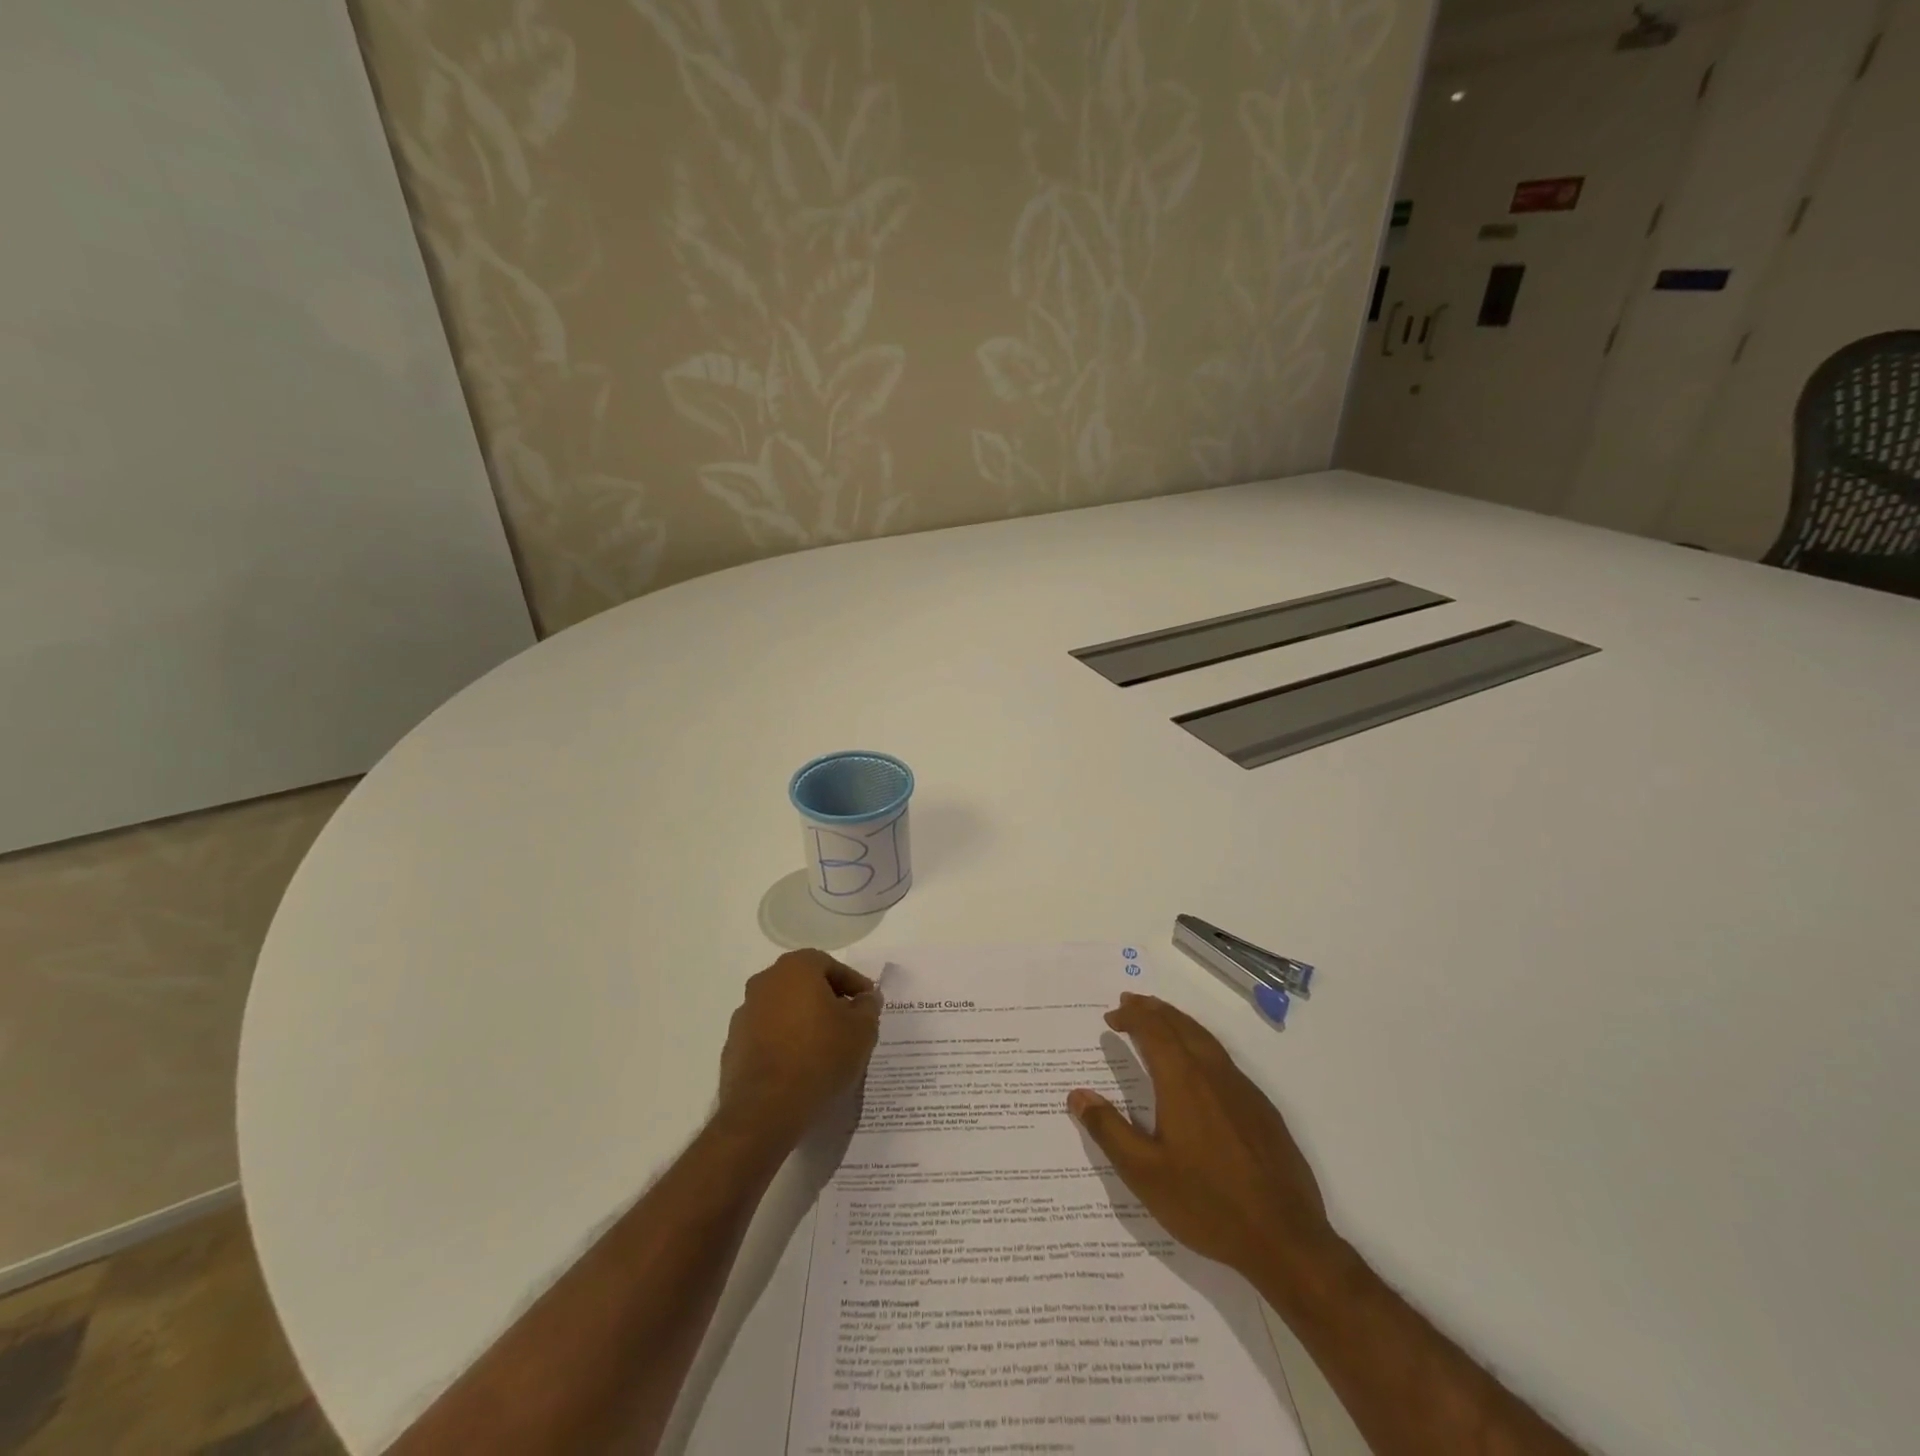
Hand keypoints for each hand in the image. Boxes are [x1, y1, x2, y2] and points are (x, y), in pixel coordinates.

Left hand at [716, 949, 881, 1148]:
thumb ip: (868, 1007)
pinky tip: (800, 1066)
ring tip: (825, 1048)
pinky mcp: (734, 1046)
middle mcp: (765, 982)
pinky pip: (767, 1035)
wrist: (765, 1110)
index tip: (868, 1003)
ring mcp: (744, 1015)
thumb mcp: (862, 1030)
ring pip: (784, 1009)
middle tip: (848, 1022)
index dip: (853, 984)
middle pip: (804, 983)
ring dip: (804, 1021)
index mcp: (795, 969)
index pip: (830, 965)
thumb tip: (865, 998)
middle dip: (827, 1000)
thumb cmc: (820, 1057)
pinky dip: (784, 1042)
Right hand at [1068, 993, 1334, 1284]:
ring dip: (1179, 1023)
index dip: (1131, 1017)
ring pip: (1206, 1039)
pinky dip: (1202, 1045)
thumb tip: (1077, 1095)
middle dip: (1154, 1010)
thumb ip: (1109, 1130)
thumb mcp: (1145, 1174)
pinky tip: (1199, 1066)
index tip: (1111, 1016)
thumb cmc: (1208, 1204)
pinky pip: (1225, 1060)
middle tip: (1132, 1001)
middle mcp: (1214, 1074)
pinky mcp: (1263, 1110)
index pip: (1153, 1031)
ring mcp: (1243, 1090)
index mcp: (1183, 1082)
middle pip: (1181, 1026)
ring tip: (1161, 1020)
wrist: (1286, 1240)